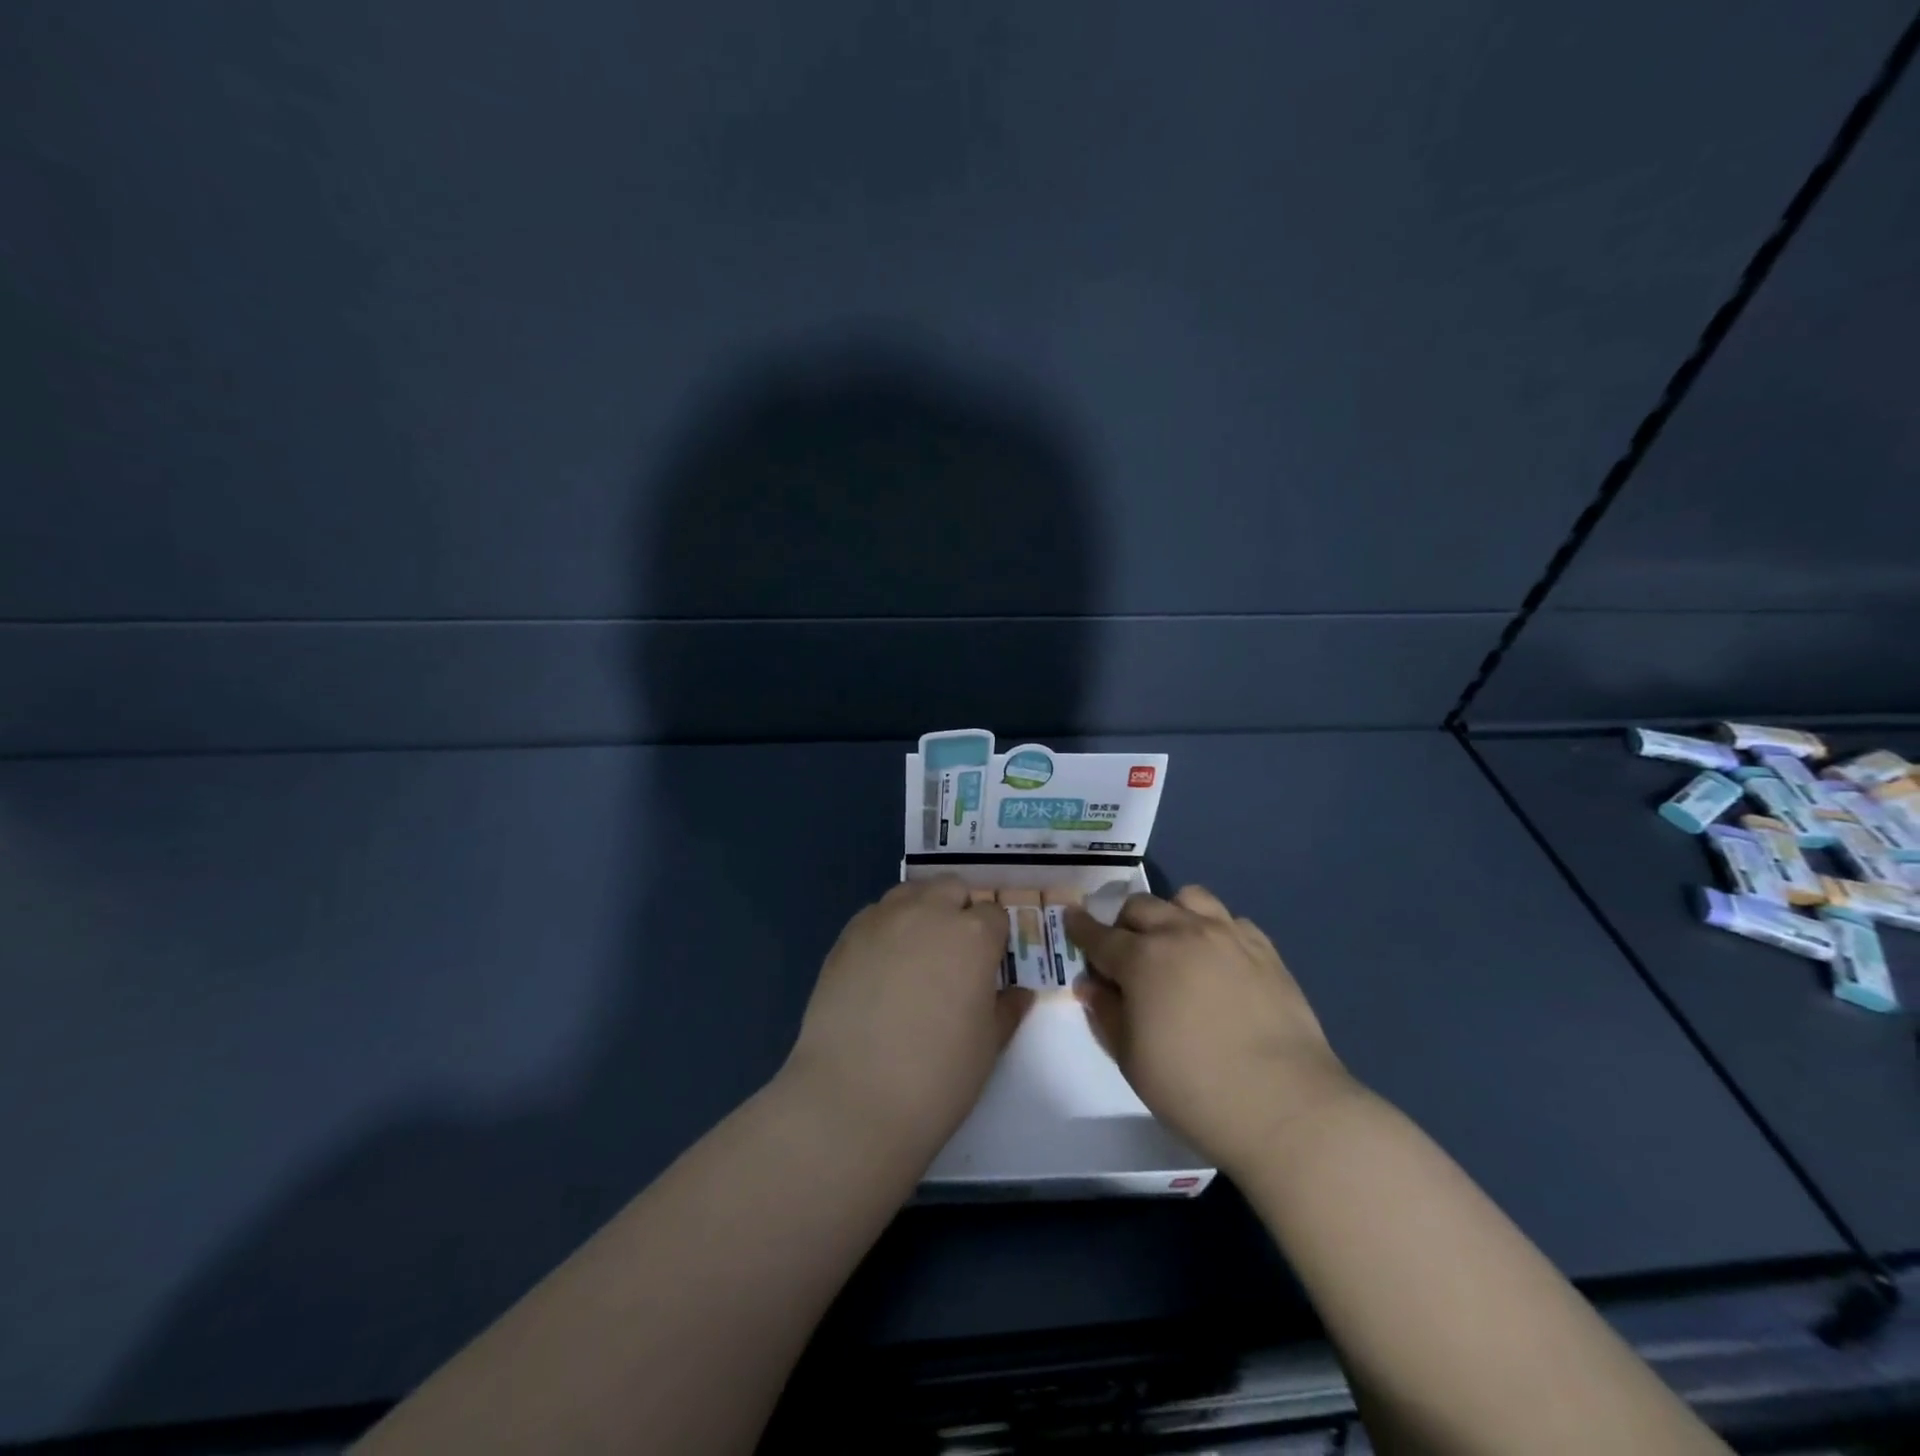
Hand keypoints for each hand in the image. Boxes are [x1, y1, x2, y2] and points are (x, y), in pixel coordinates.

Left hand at [783, 877, 1030, 1165]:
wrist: (853, 1098)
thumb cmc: (937, 1076)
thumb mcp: (987, 1046)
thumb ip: (1006, 1010)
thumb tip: (1019, 993)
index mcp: (972, 935)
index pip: (994, 914)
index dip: (994, 938)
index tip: (989, 964)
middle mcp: (928, 913)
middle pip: (951, 888)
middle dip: (959, 910)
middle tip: (955, 954)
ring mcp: (882, 920)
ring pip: (910, 893)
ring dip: (921, 910)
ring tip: (917, 952)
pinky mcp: (845, 937)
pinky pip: (874, 915)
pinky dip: (886, 928)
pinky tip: (881, 966)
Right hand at [1065, 885, 1357, 1172]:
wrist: (1284, 1106)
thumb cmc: (1193, 1089)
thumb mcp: (1131, 1059)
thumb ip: (1106, 1013)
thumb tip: (1091, 983)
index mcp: (1142, 959)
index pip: (1099, 935)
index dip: (1080, 927)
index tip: (1071, 920)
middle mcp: (1181, 933)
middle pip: (1141, 907)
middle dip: (1124, 923)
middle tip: (1125, 951)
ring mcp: (1227, 936)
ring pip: (1188, 898)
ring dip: (1171, 913)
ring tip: (1174, 942)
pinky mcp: (1264, 949)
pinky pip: (1230, 920)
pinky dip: (1214, 930)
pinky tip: (1218, 959)